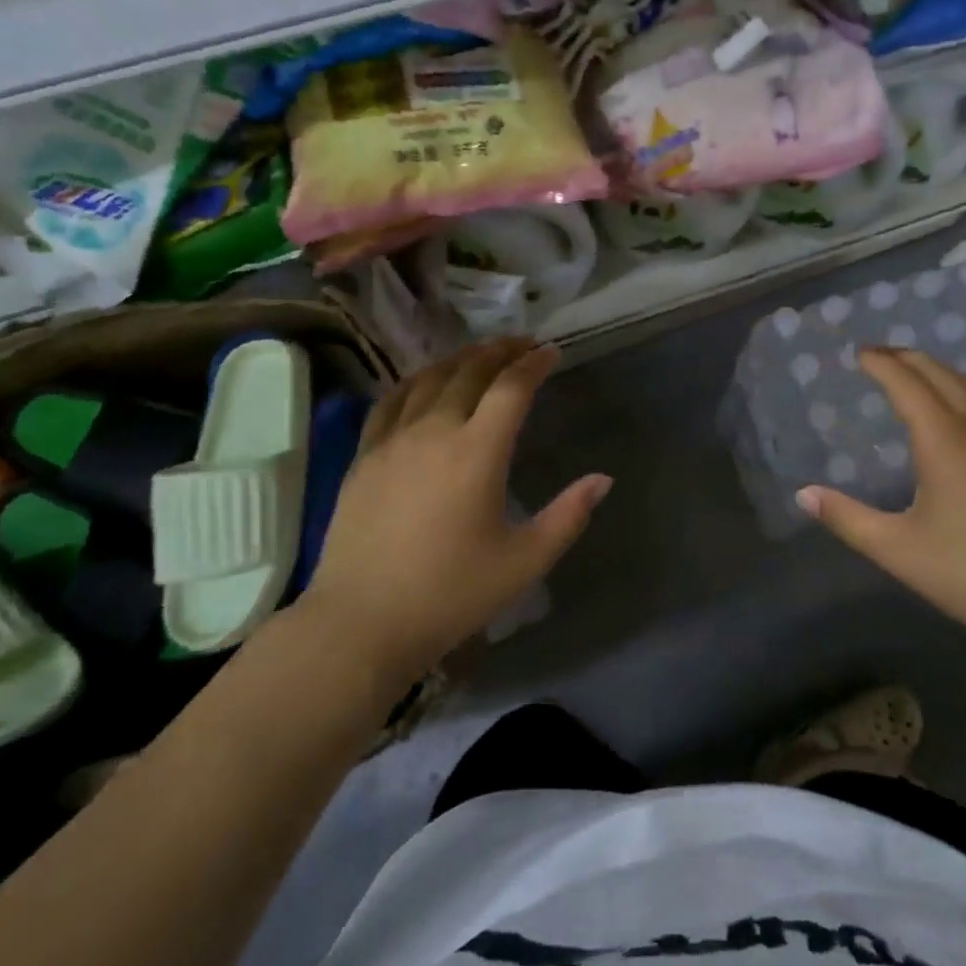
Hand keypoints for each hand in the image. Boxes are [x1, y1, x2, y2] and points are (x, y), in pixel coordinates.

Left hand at [299, 338, 611, 681]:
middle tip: (523, 343)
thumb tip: (603, 480)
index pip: (511, 388)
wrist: (362, 622)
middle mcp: (434, 431)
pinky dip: (415, 380)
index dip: (534, 364)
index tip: (552, 353)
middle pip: (470, 372)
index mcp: (477, 452)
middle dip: (501, 351)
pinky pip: (391, 401)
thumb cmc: (451, 593)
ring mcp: (392, 441)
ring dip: (460, 359)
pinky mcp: (364, 457)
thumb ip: (568, 516)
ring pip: (428, 379)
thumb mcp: (524, 561)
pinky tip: (423, 382)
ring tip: (480, 354)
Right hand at [797, 348, 965, 653]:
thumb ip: (847, 518)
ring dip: (940, 372)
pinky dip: (963, 393)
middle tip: (880, 355)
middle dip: (909, 358)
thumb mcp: (897, 549)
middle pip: (943, 376)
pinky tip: (957, 419)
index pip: (908, 385)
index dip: (882, 365)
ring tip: (916, 375)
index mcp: (946, 442)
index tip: (860, 353)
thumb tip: (803, 494)